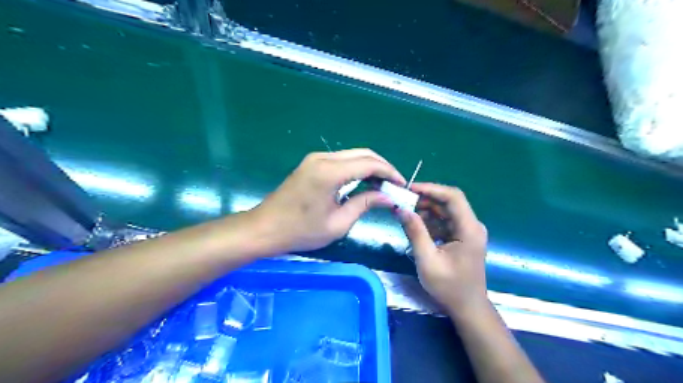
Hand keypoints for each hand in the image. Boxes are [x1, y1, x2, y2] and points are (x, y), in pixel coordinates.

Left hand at [251, 150, 404, 253]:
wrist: (264, 228)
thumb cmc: (300, 231)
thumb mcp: (338, 223)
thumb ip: (364, 204)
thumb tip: (387, 197)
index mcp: (330, 172)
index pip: (369, 164)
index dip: (389, 173)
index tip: (402, 185)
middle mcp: (323, 158)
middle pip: (363, 154)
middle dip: (382, 167)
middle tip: (395, 185)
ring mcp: (315, 159)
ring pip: (352, 155)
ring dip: (370, 167)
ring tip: (382, 186)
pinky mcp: (311, 164)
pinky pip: (341, 160)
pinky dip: (356, 168)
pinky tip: (363, 182)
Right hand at [399, 184, 487, 315]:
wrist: (467, 307)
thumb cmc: (449, 287)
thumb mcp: (428, 260)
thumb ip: (415, 232)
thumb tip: (401, 209)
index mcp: (469, 229)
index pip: (453, 197)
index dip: (431, 189)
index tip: (410, 189)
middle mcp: (472, 225)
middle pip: (448, 202)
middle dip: (425, 199)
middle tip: (402, 201)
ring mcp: (467, 231)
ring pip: (445, 211)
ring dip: (425, 210)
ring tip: (405, 214)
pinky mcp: (461, 237)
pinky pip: (444, 222)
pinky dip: (429, 221)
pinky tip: (415, 226)